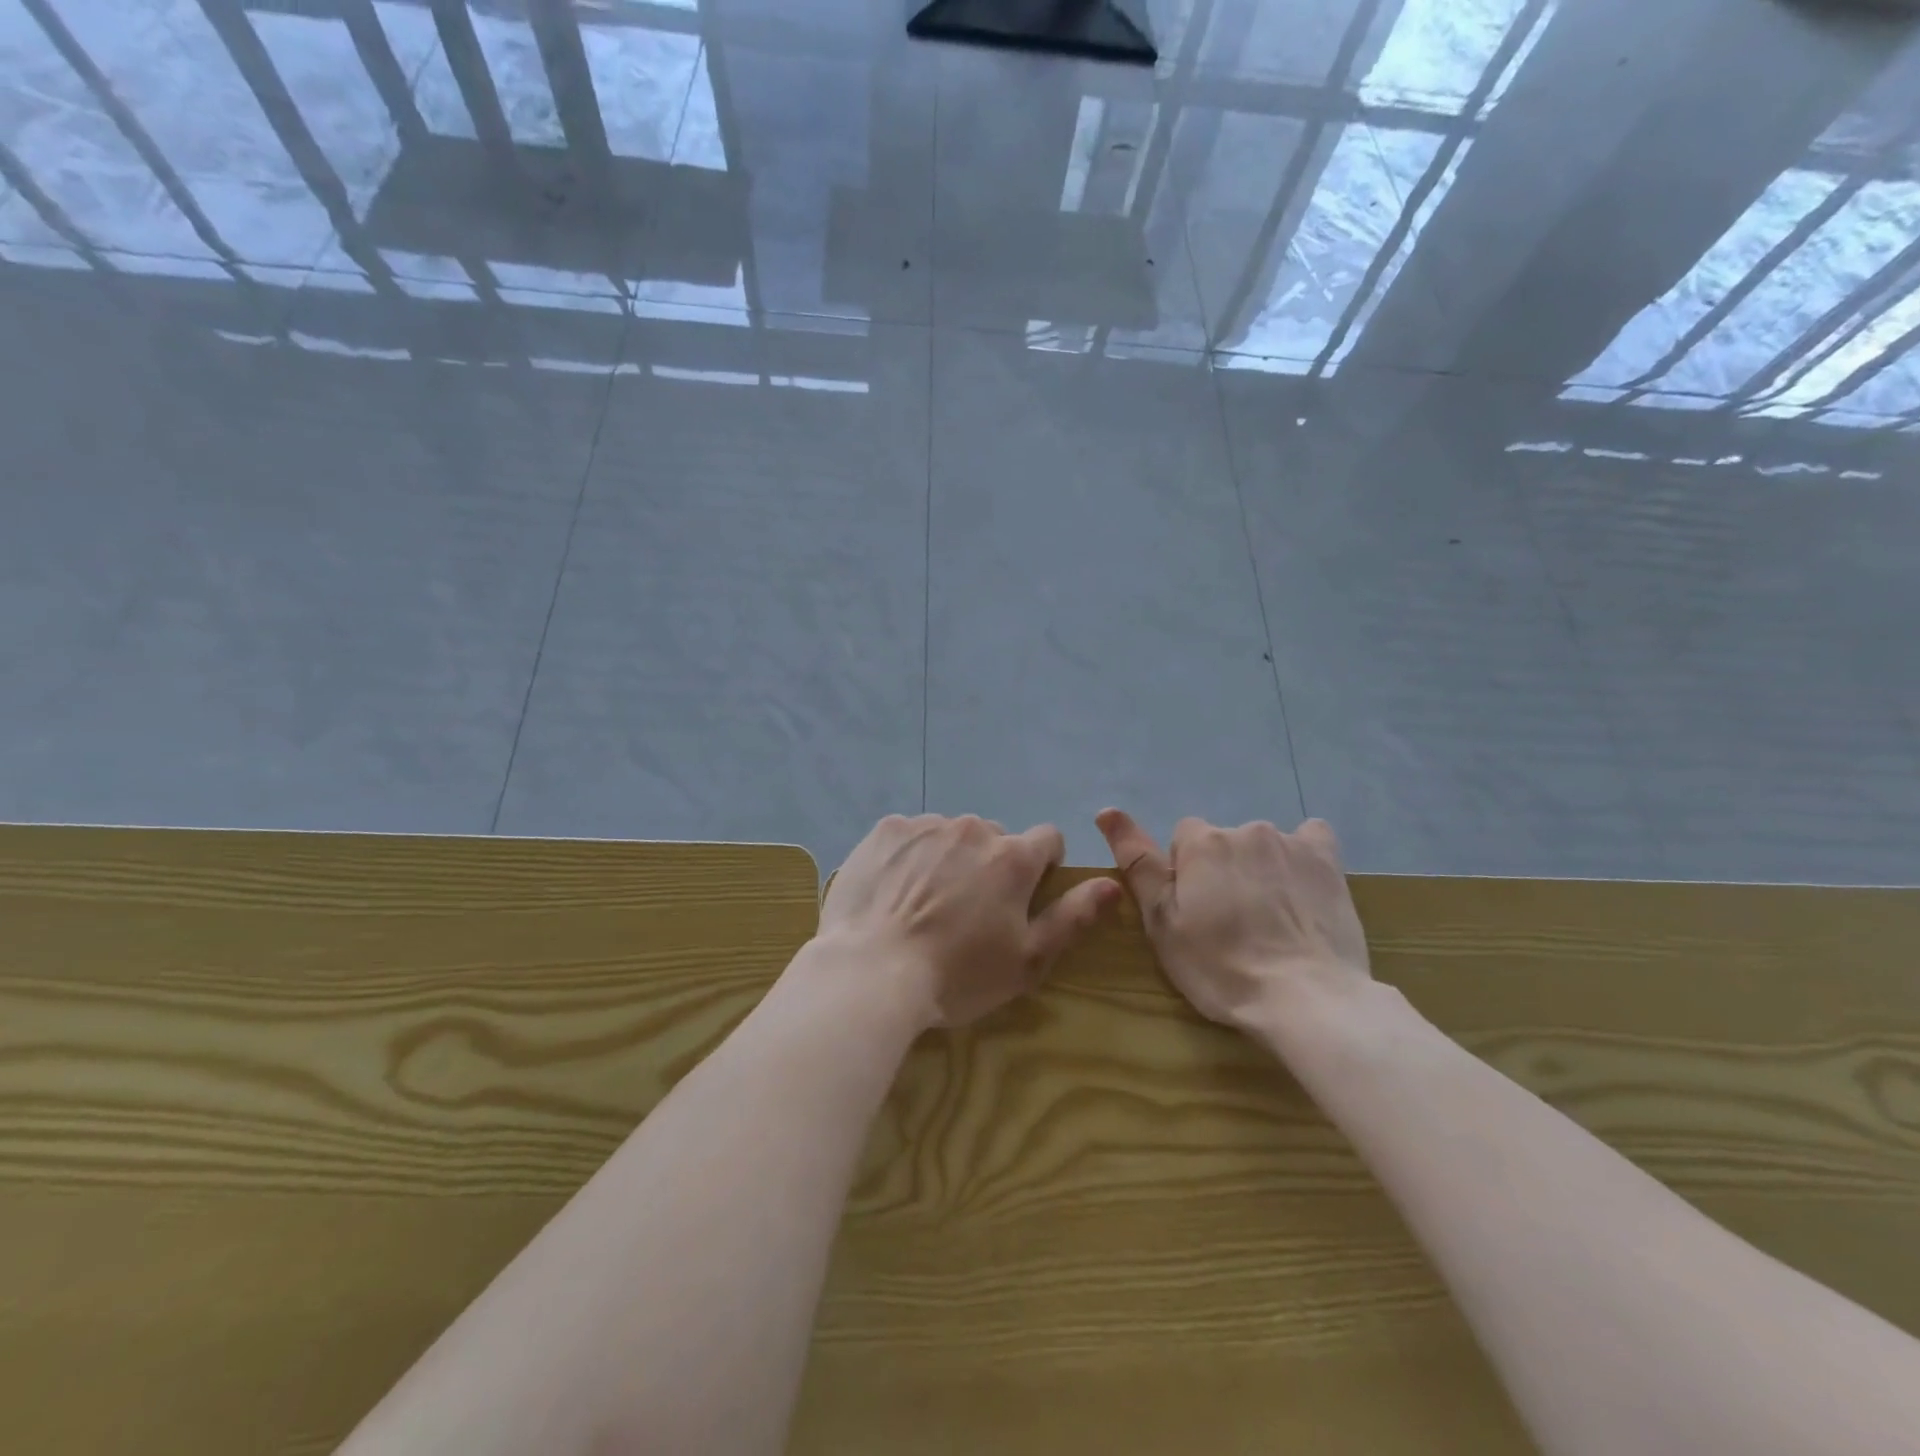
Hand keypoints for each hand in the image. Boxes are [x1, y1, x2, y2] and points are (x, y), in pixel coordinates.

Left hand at [819, 814, 1121, 1029]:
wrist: (871, 972)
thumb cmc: (958, 975)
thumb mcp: (1027, 960)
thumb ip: (1073, 917)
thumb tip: (1112, 884)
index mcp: (1013, 857)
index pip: (1048, 839)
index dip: (1041, 867)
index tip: (1021, 898)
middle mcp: (973, 829)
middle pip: (995, 838)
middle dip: (990, 865)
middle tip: (966, 911)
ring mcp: (926, 825)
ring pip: (951, 835)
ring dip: (949, 858)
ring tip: (924, 904)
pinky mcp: (886, 830)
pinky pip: (911, 835)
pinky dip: (910, 856)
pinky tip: (893, 892)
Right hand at [1095, 810, 1371, 1033]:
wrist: (1305, 998)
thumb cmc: (1221, 967)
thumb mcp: (1162, 922)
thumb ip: (1137, 863)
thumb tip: (1106, 810)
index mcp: (1201, 842)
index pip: (1183, 840)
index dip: (1185, 876)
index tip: (1195, 913)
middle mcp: (1245, 830)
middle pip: (1223, 843)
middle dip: (1222, 872)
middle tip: (1232, 924)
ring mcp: (1291, 843)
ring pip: (1262, 846)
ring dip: (1259, 870)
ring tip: (1271, 920)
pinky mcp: (1328, 861)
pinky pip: (1311, 840)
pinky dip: (1303, 858)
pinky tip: (1303, 891)